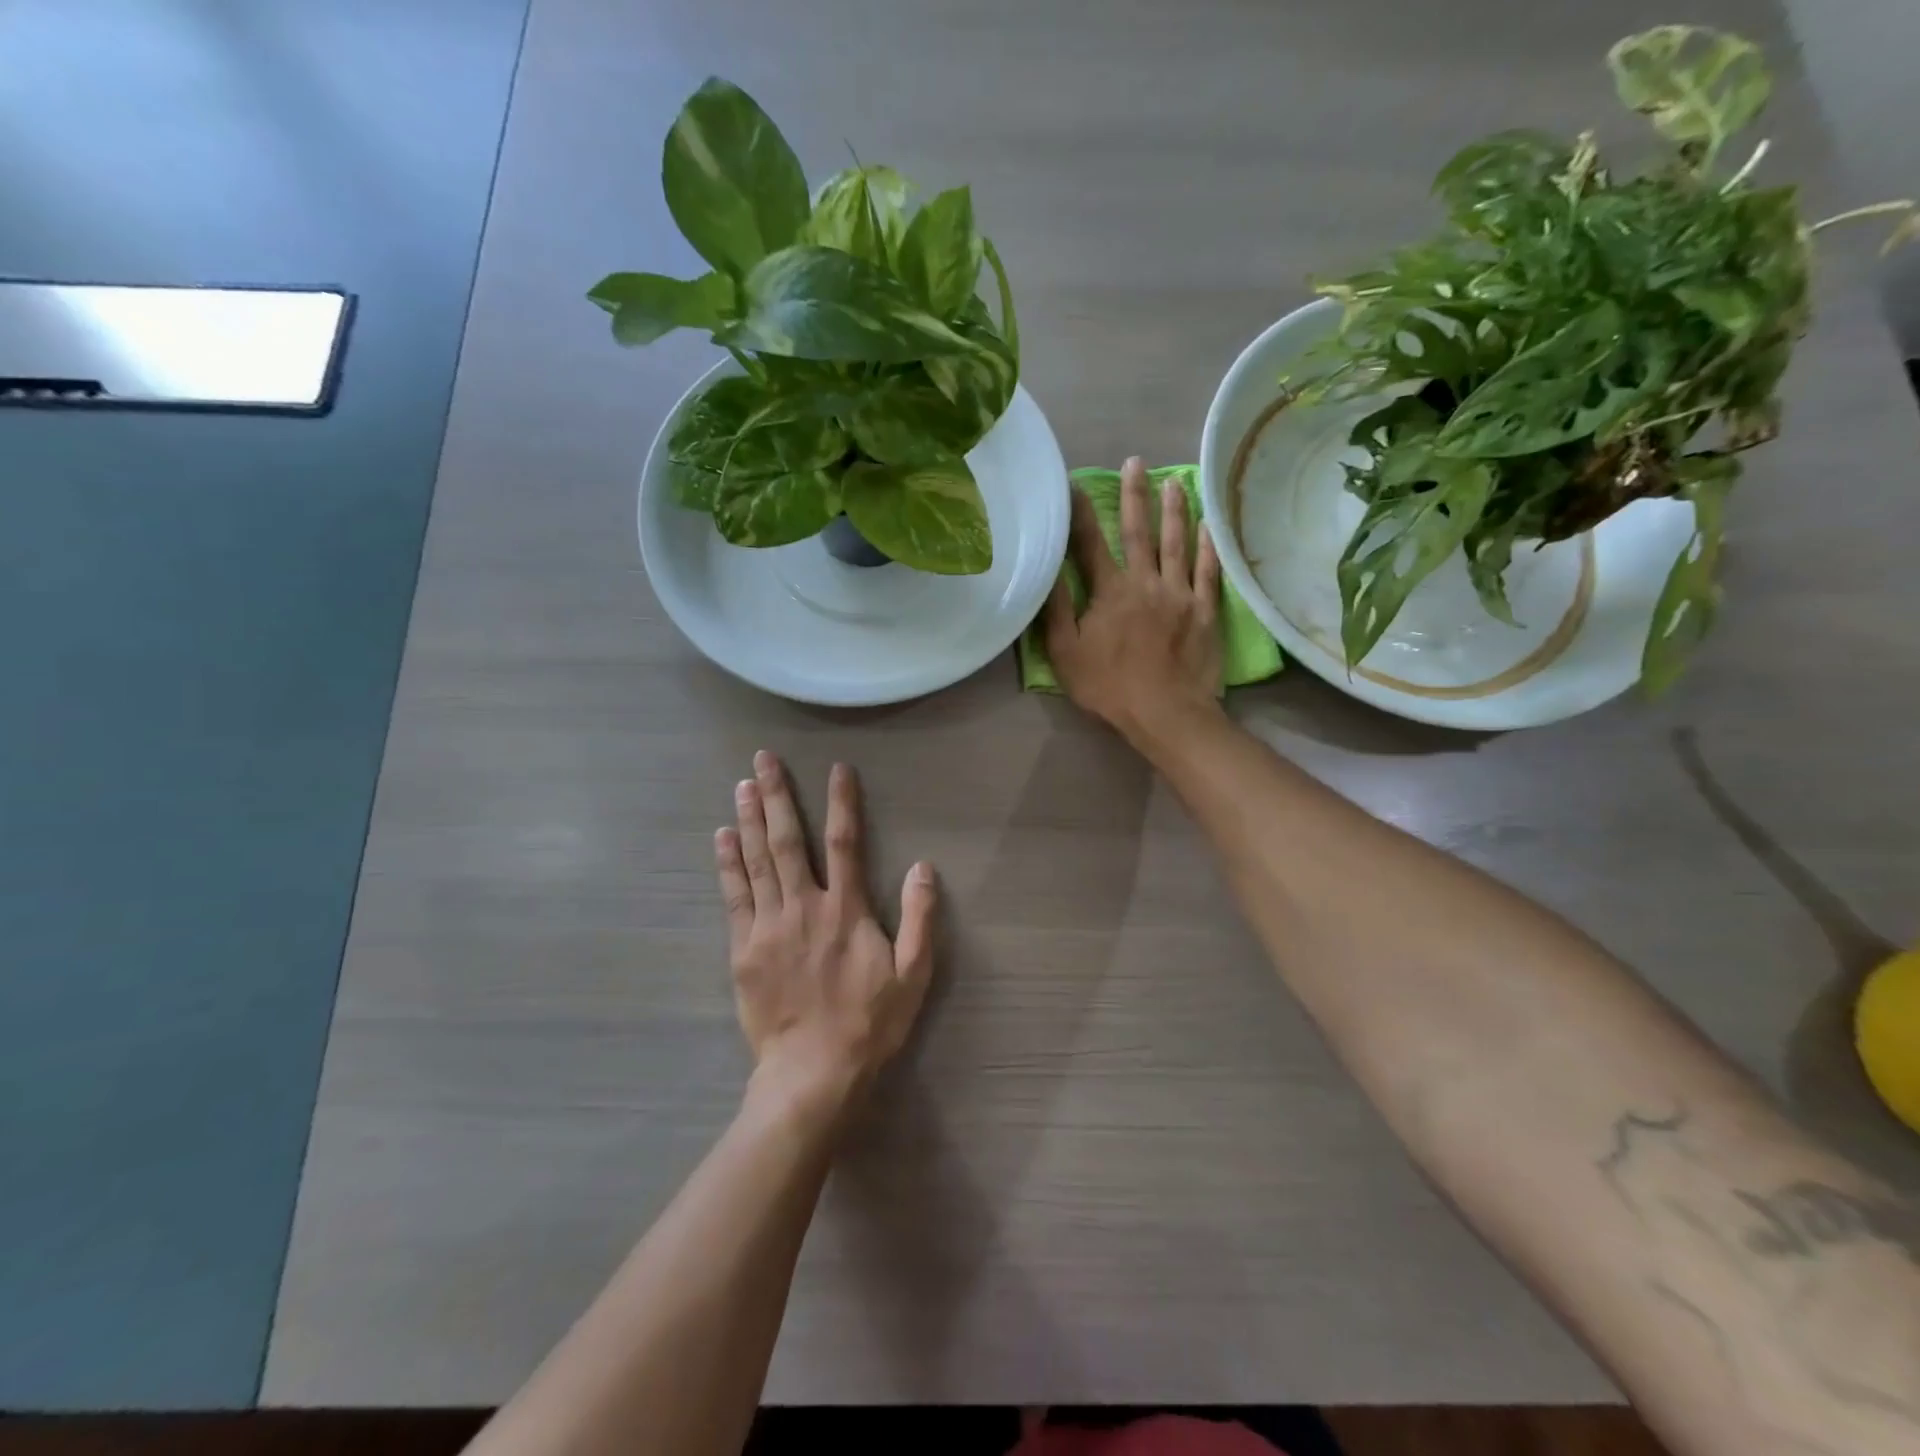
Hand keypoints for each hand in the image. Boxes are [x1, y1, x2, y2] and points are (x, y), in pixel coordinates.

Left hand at [716, 752, 936, 1124]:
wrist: (812, 1072)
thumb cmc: (869, 1023)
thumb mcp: (913, 974)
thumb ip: (920, 918)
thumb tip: (923, 866)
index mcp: (847, 910)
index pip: (845, 842)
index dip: (841, 802)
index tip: (836, 768)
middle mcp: (805, 906)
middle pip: (788, 840)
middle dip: (778, 796)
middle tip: (764, 758)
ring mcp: (769, 925)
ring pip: (757, 860)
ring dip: (749, 819)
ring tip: (743, 784)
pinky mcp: (743, 948)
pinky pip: (734, 895)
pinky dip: (728, 863)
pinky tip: (722, 836)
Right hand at [1045, 456, 1224, 743]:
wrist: (1166, 713)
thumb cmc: (1109, 687)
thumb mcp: (1065, 654)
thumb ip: (1056, 611)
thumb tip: (1048, 570)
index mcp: (1110, 592)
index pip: (1091, 544)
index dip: (1081, 513)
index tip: (1075, 484)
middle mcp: (1146, 582)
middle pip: (1139, 532)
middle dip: (1135, 495)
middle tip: (1136, 462)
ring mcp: (1180, 594)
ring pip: (1177, 543)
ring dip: (1175, 510)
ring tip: (1175, 481)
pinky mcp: (1205, 611)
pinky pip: (1209, 571)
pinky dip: (1208, 547)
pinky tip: (1209, 526)